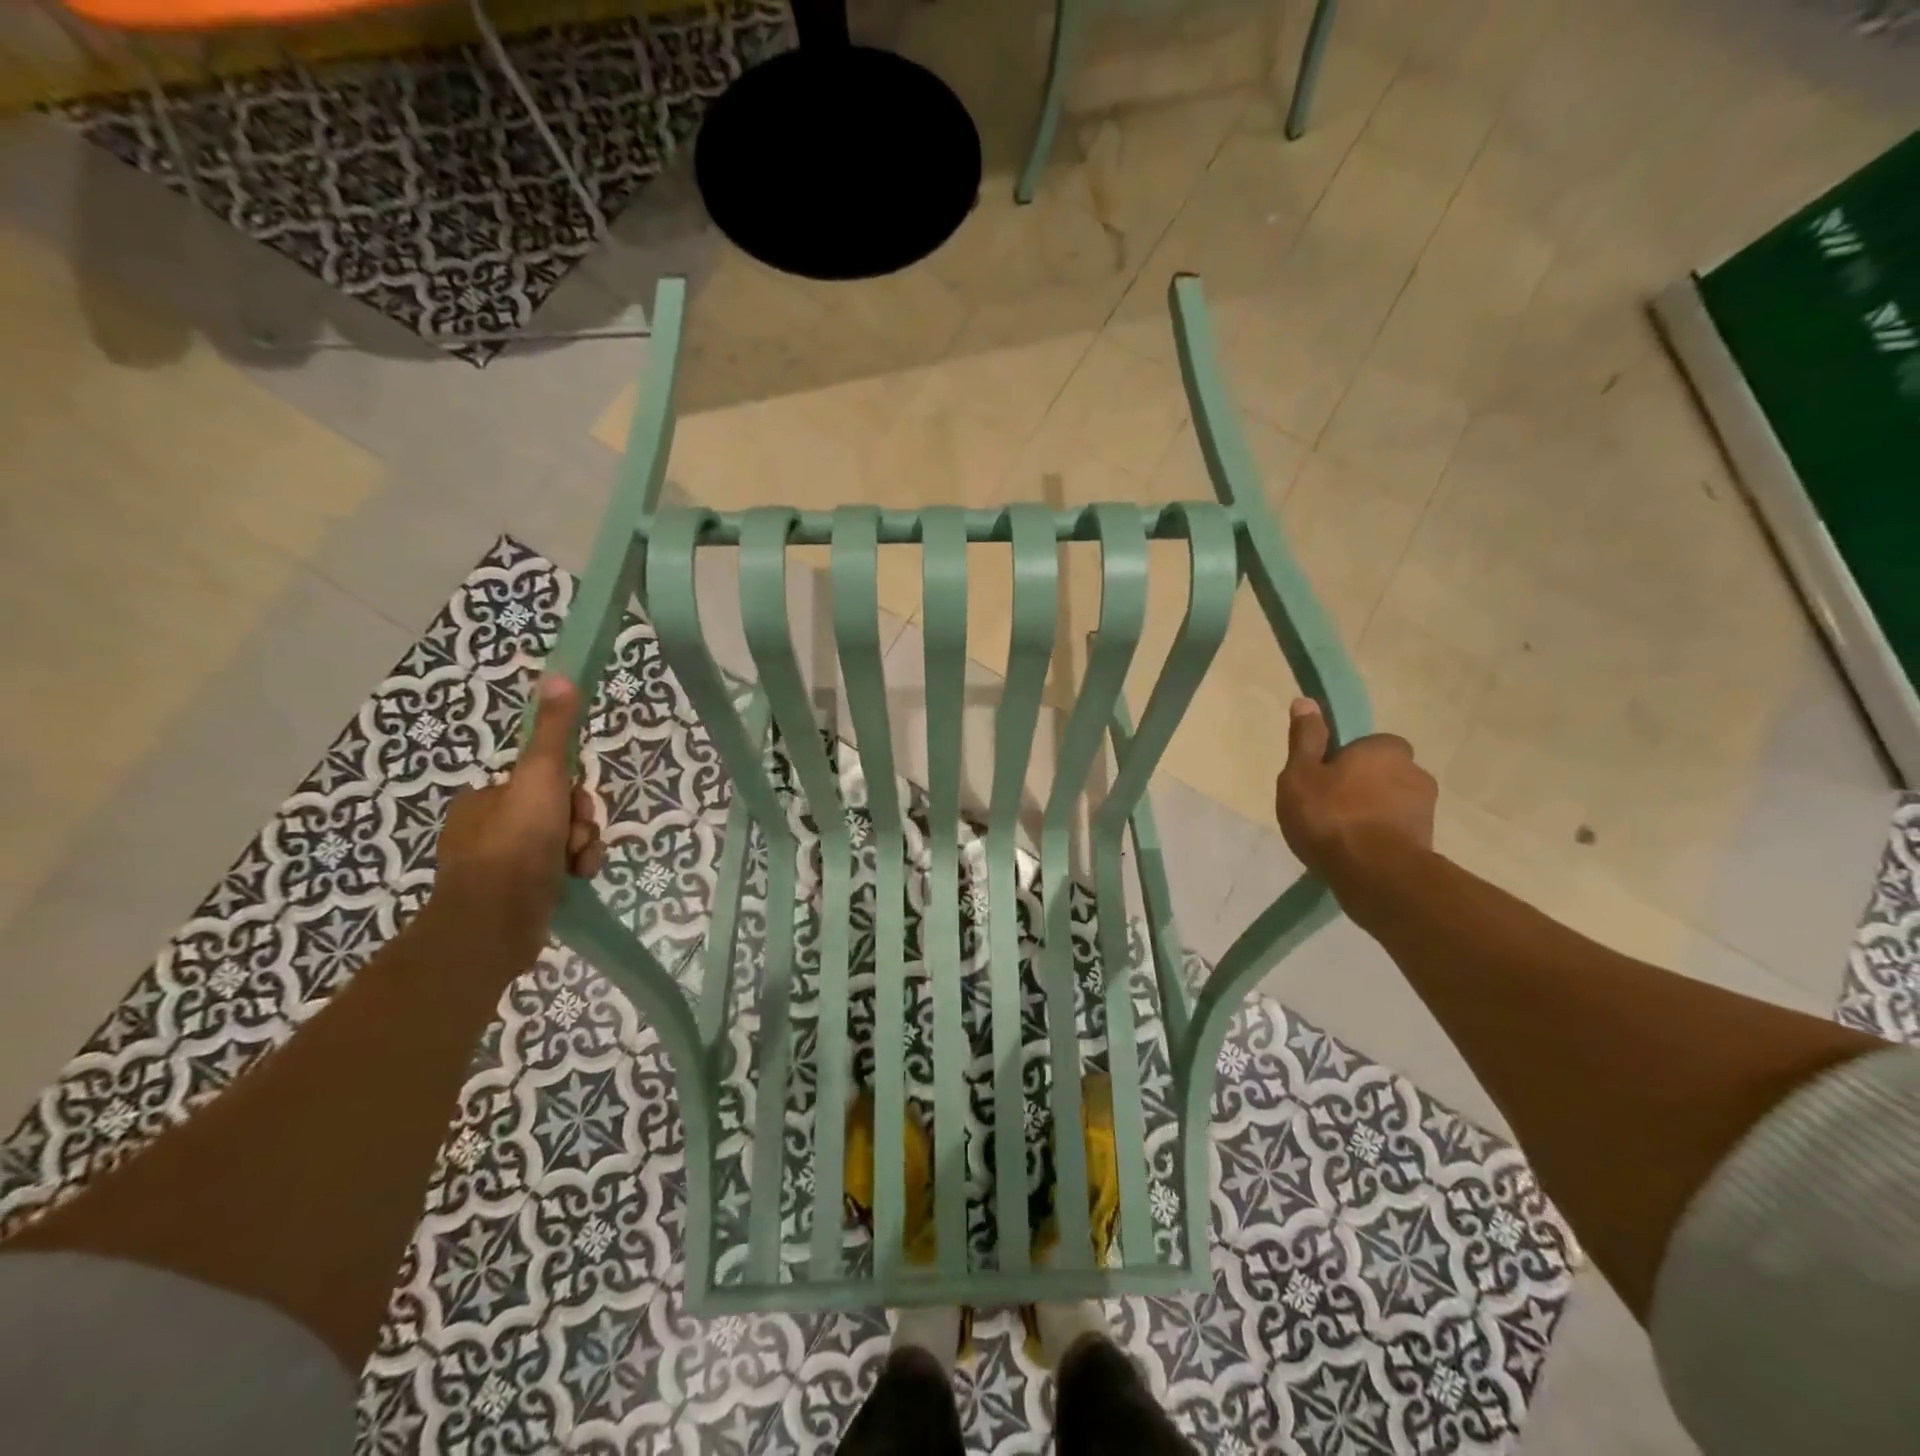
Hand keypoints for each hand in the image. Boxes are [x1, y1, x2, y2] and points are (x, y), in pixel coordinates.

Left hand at [431, 675, 603, 964]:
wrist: (496, 920)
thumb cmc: (517, 842)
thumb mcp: (541, 776)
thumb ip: (554, 730)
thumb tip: (559, 676)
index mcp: (485, 799)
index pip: (544, 781)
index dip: (570, 790)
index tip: (575, 804)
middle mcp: (487, 829)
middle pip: (557, 811)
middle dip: (579, 823)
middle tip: (578, 838)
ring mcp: (499, 866)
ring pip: (562, 842)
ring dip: (582, 848)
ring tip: (579, 865)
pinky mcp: (515, 897)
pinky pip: (557, 872)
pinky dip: (573, 872)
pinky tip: (576, 880)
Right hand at [1274, 697, 1436, 897]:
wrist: (1376, 874)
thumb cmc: (1331, 816)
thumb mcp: (1301, 775)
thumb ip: (1305, 739)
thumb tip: (1306, 701)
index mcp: (1384, 748)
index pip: (1367, 745)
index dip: (1344, 761)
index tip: (1324, 781)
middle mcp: (1414, 770)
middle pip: (1381, 774)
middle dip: (1361, 787)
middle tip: (1329, 810)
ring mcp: (1426, 808)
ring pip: (1391, 803)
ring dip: (1372, 814)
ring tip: (1340, 838)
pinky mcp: (1429, 841)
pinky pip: (1398, 831)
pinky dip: (1381, 838)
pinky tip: (1357, 855)